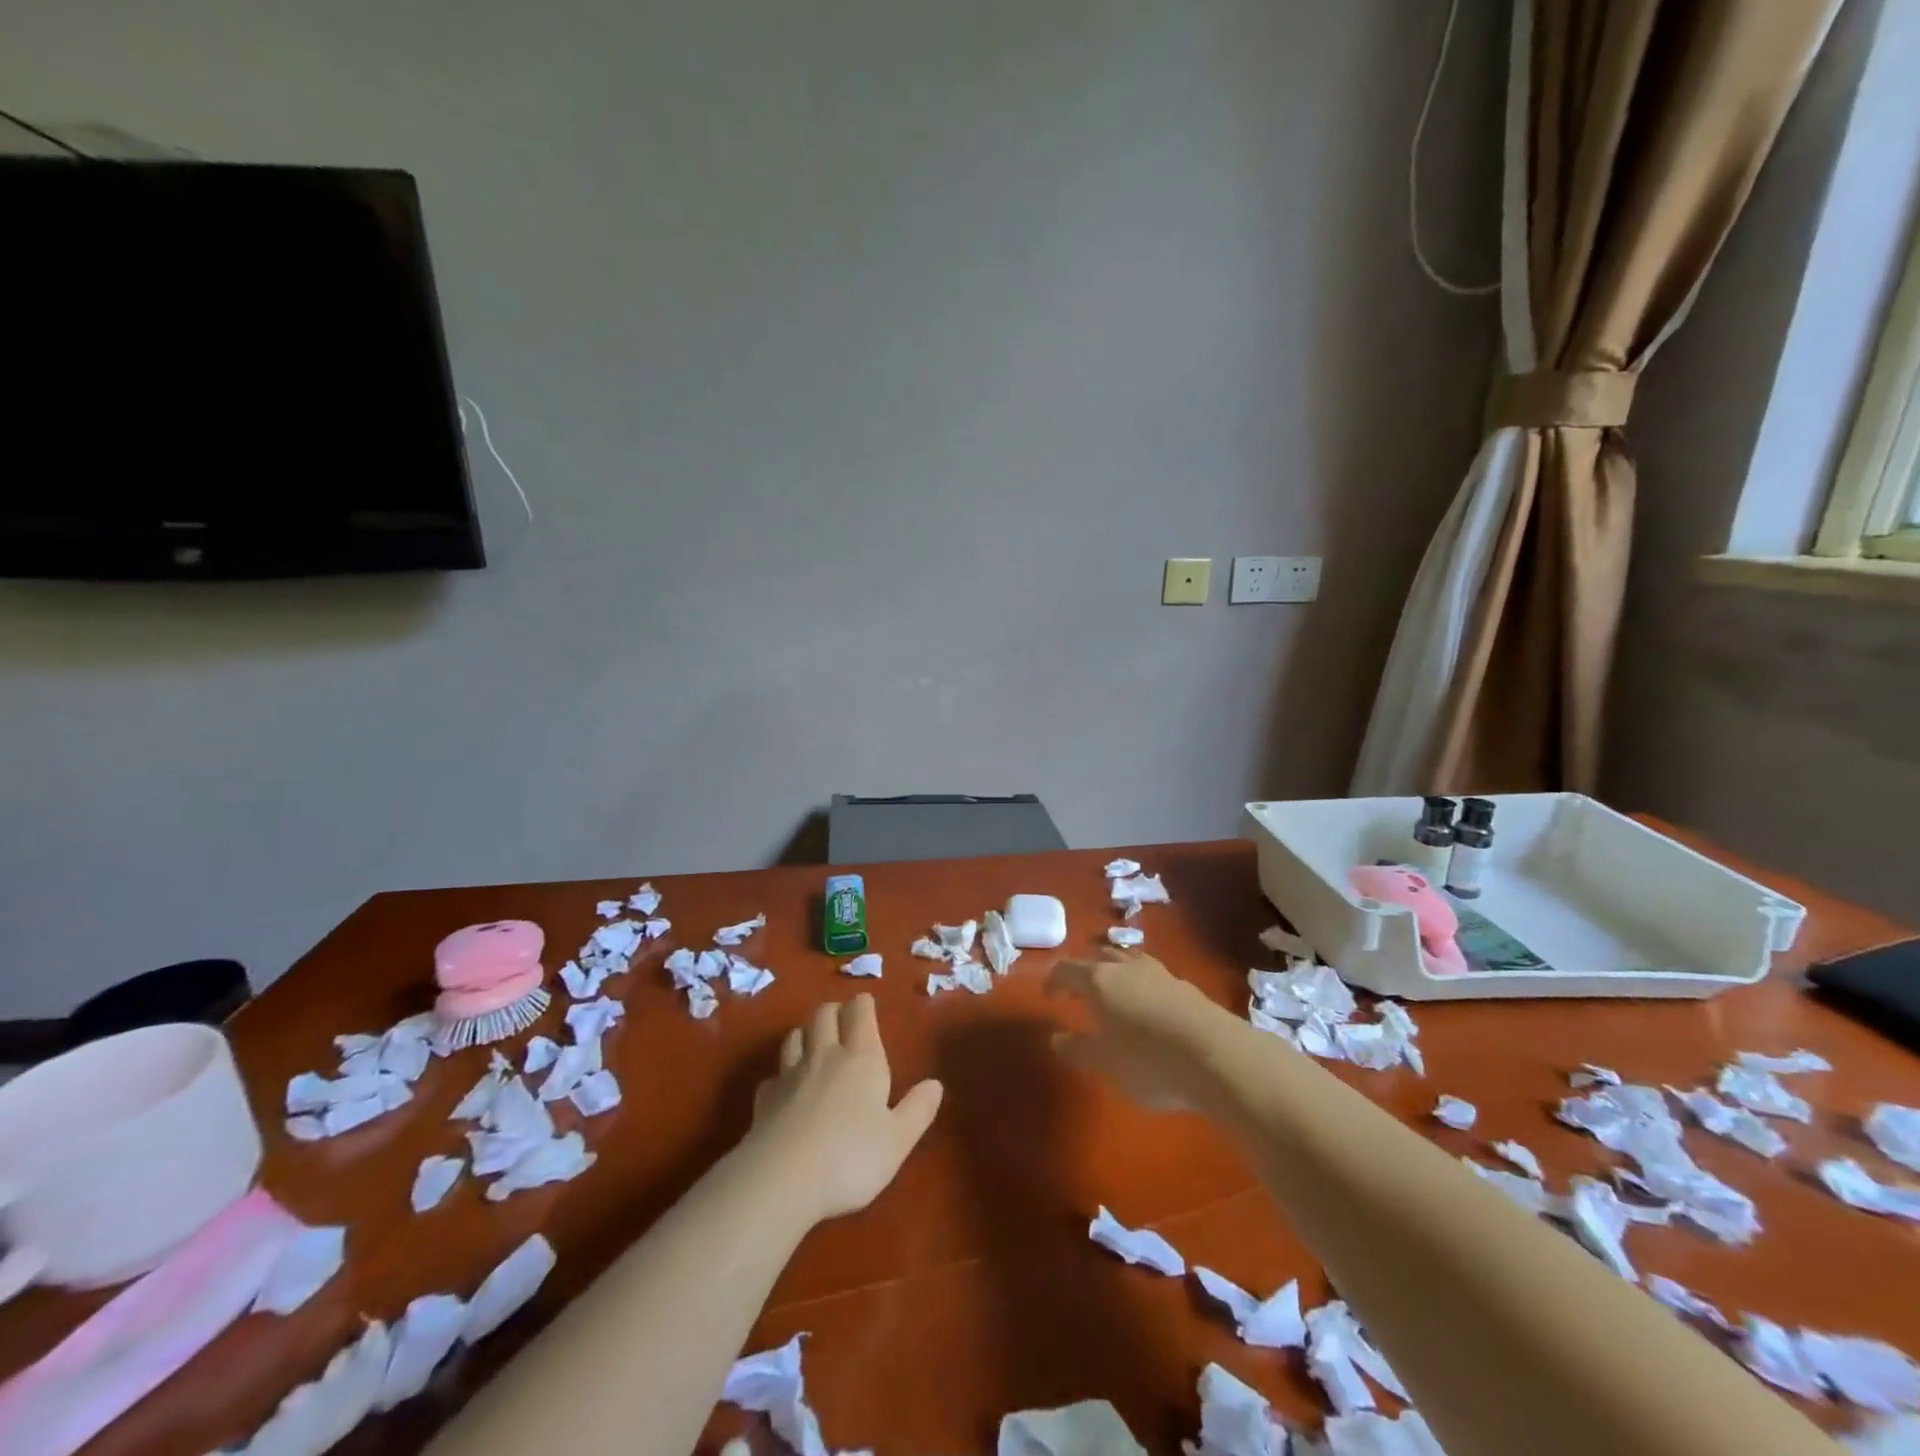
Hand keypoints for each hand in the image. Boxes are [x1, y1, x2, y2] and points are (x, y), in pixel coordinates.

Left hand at [746, 994, 943, 1223]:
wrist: (782, 1180)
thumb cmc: (851, 1157)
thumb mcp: (898, 1140)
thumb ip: (918, 1109)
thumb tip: (936, 1084)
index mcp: (862, 1059)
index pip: (860, 1013)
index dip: (863, 1004)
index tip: (866, 1003)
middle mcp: (825, 1056)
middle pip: (824, 1015)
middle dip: (834, 1011)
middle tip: (842, 1018)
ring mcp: (790, 1075)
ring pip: (795, 1037)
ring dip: (805, 1033)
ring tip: (813, 1042)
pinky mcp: (765, 1100)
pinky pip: (773, 1076)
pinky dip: (780, 1075)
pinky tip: (784, 1087)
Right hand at [1048, 951, 1226, 1112]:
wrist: (1218, 1057)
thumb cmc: (1149, 1061)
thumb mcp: (1105, 1063)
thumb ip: (1078, 1048)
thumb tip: (1057, 1038)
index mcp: (1099, 980)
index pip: (1066, 969)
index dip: (1053, 980)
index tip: (1049, 997)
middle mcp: (1126, 967)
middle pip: (1099, 957)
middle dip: (1086, 971)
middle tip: (1079, 991)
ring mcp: (1159, 973)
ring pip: (1129, 962)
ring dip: (1117, 974)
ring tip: (1115, 995)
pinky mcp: (1186, 987)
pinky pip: (1153, 978)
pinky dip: (1142, 987)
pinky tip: (1149, 1009)